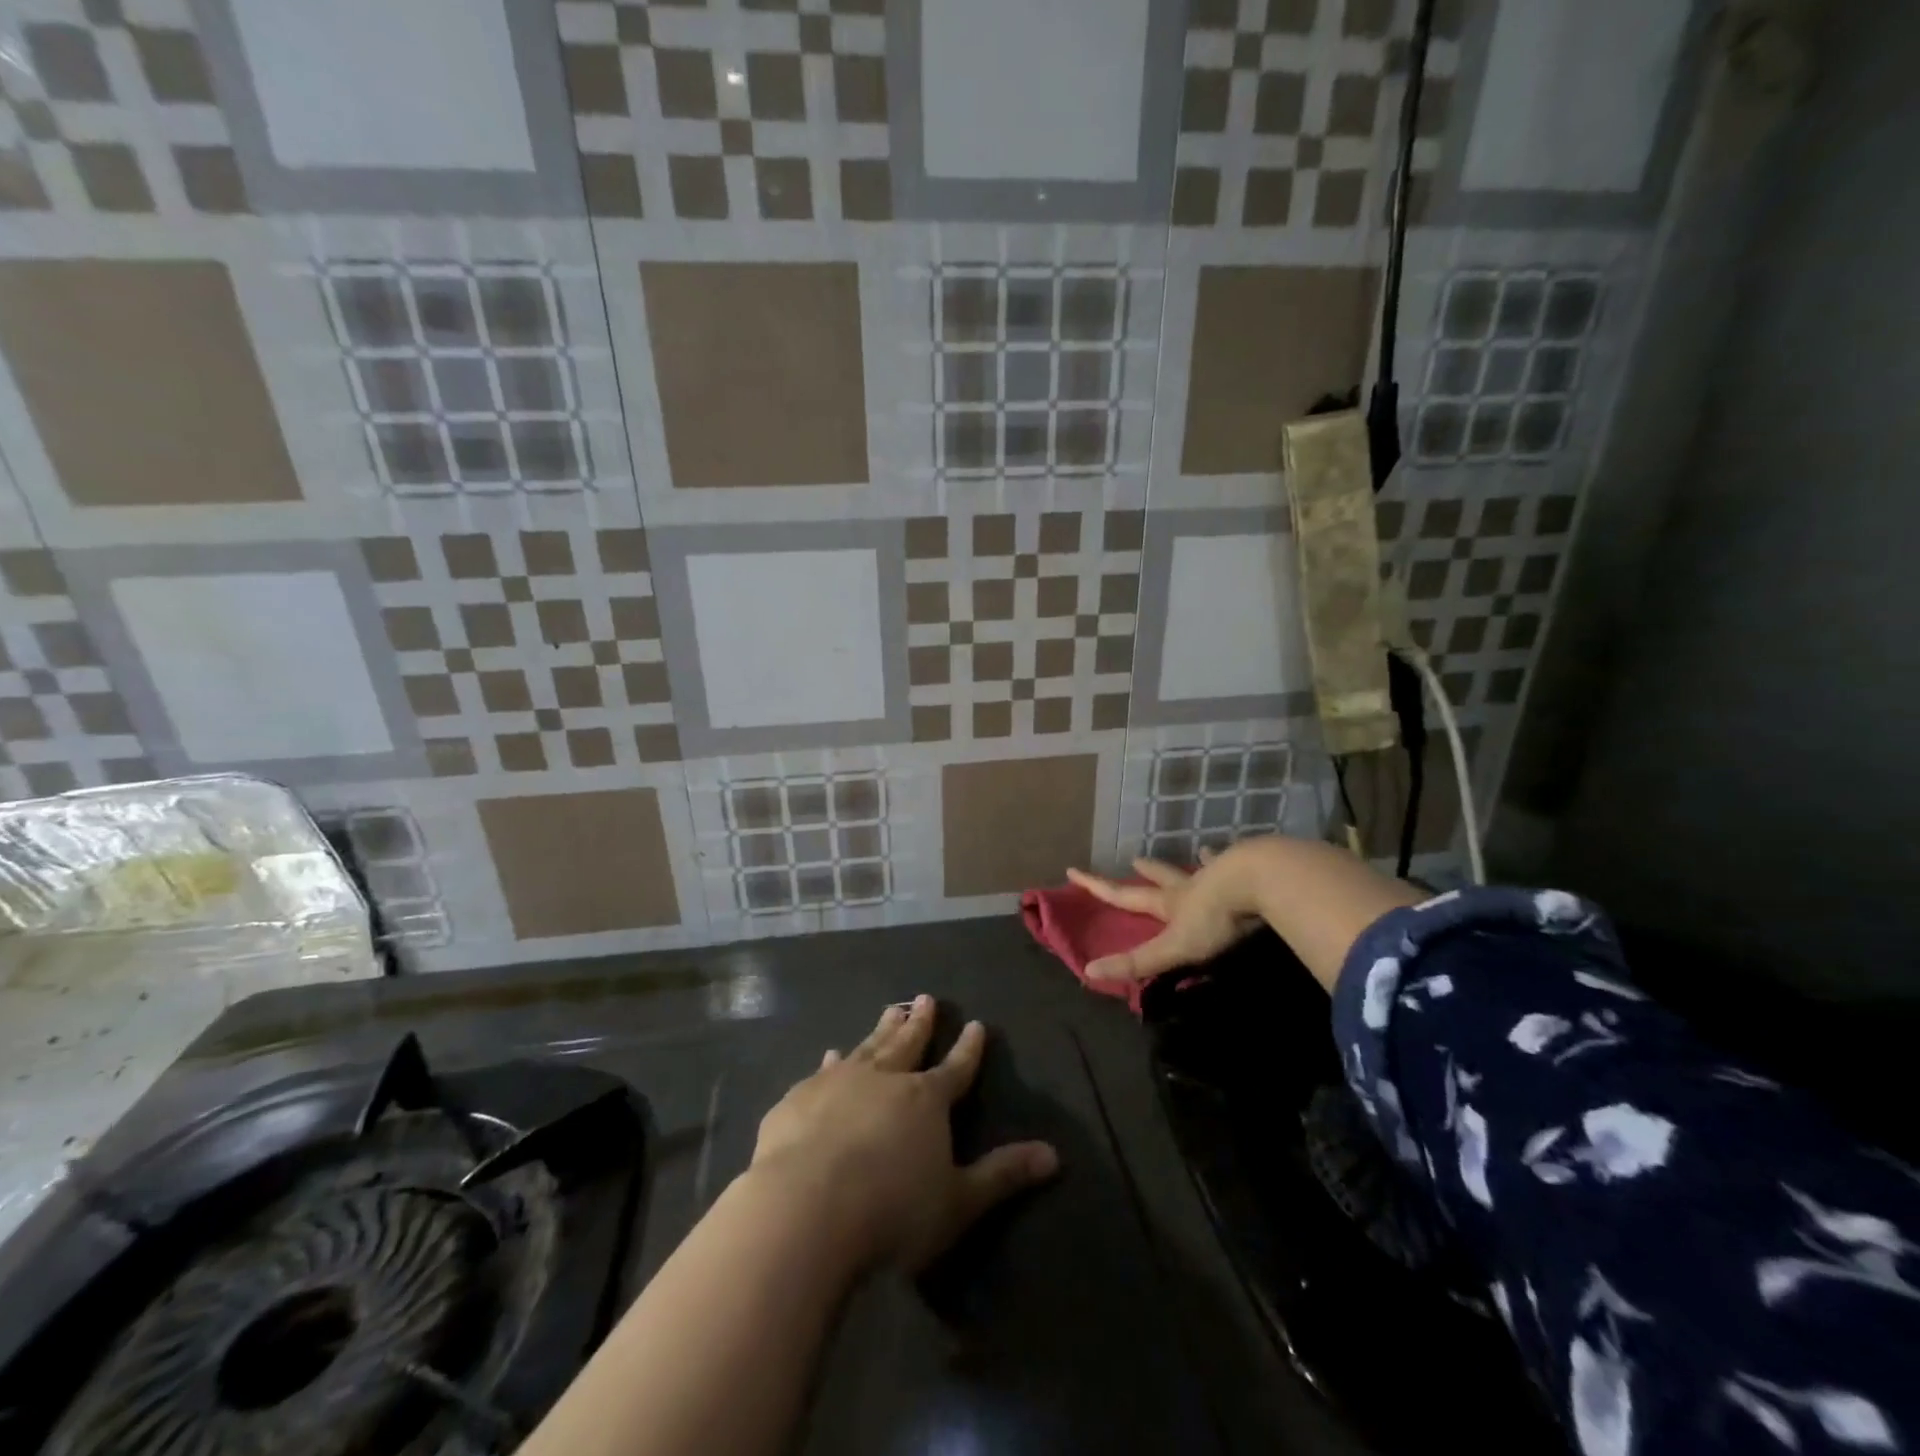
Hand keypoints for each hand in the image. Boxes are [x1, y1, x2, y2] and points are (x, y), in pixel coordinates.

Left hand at [748, 996, 1058, 1272]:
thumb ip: (1003, 1175)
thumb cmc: (891, 1211)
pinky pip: (823, 1070)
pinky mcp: (800, 1097)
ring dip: (881, 1029)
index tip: (975, 1024)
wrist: (805, 1208)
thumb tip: (1054, 1154)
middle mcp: (885, 1078)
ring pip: (868, 1046)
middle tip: (926, 998)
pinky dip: (833, 1060)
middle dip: (920, 1022)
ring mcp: (839, 1083)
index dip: (968, 1049)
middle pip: (908, 1044)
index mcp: (926, 1100)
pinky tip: (831, 1054)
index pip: (956, 1068)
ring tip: (891, 1010)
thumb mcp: (958, 1201)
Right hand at [1066, 849, 1262, 983]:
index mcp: (1169, 903)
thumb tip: (1089, 971)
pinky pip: (1240, 865)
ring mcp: (1220, 876)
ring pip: (1202, 867)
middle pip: (1162, 877)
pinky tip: (1245, 852)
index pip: (1124, 896)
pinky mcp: (1249, 872)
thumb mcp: (1173, 947)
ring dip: (1196, 862)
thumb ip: (1138, 961)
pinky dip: (1238, 860)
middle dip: (1148, 871)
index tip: (1073, 870)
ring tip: (1198, 851)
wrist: (1258, 880)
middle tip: (1136, 860)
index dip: (1097, 887)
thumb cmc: (1215, 918)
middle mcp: (1189, 886)